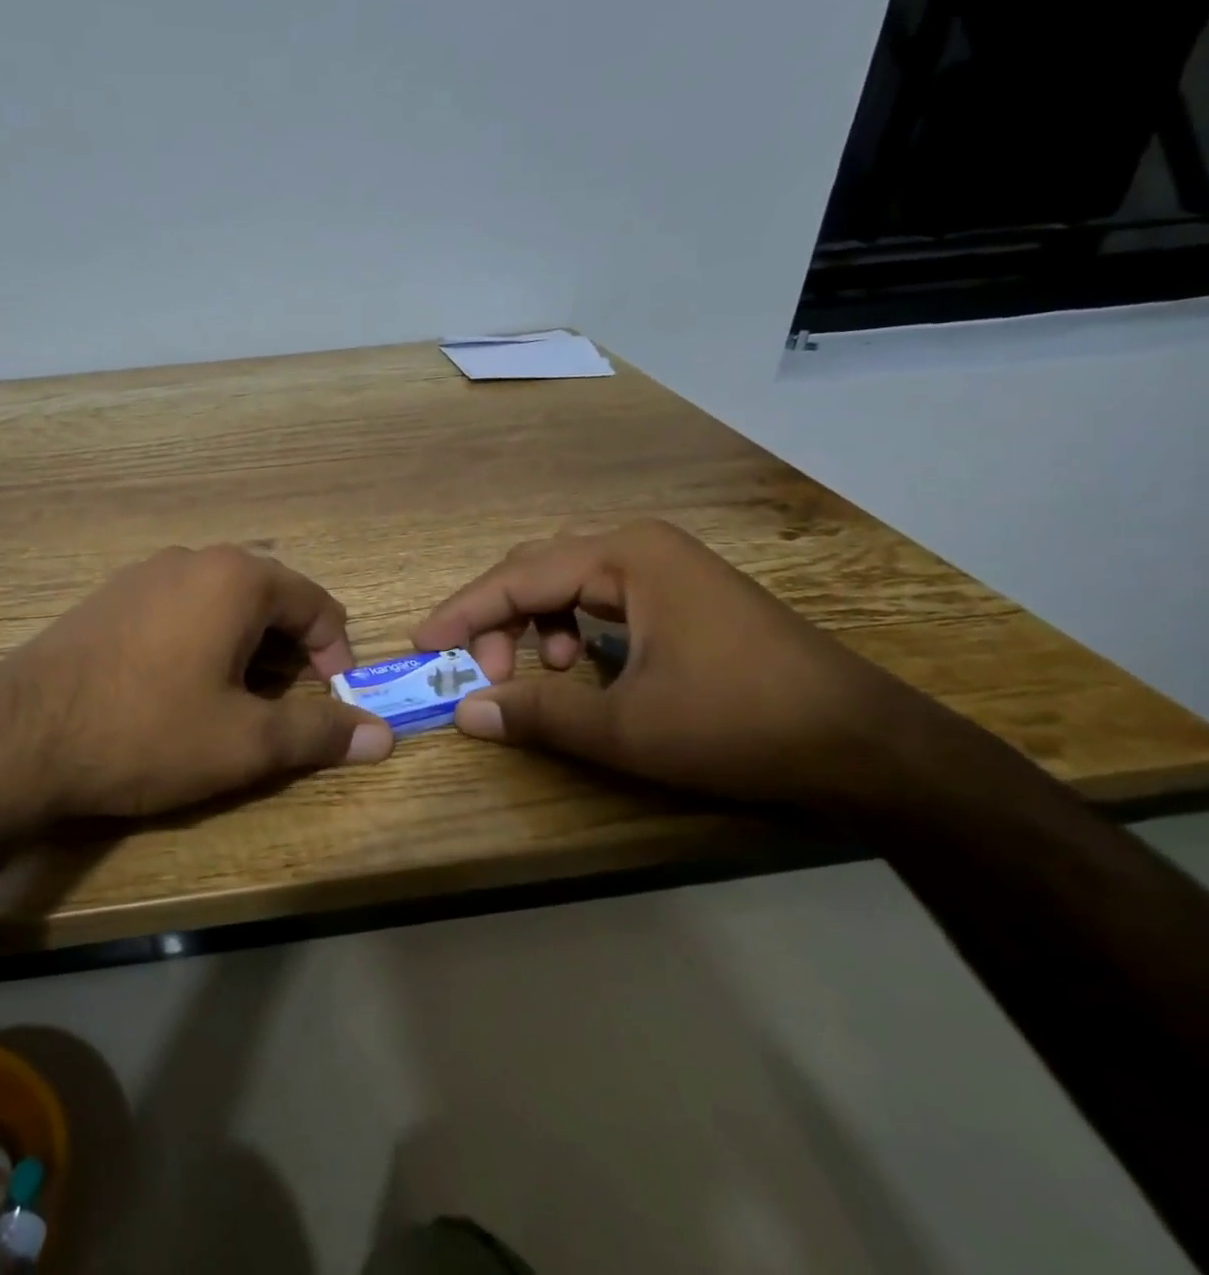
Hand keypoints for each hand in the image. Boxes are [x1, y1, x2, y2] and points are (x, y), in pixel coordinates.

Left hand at [0, 545, 392, 822]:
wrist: (18, 737)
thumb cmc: (147, 731)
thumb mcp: (244, 742)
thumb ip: (318, 732)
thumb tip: (383, 736)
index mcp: (236, 578)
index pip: (316, 603)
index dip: (336, 654)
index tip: (335, 700)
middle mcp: (192, 559)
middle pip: (268, 598)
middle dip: (288, 651)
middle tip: (284, 706)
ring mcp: (143, 573)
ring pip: (220, 603)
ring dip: (244, 646)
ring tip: (234, 700)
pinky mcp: (108, 597)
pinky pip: (178, 609)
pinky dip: (200, 641)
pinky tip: (177, 687)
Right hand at [411, 519, 925, 805]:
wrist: (868, 745)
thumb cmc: (740, 725)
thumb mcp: (627, 727)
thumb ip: (538, 714)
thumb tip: (464, 713)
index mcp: (624, 557)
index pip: (517, 577)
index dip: (463, 612)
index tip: (422, 643)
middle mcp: (639, 546)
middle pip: (537, 568)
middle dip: (498, 617)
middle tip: (483, 672)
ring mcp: (665, 566)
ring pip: (567, 580)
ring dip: (535, 622)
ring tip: (543, 673)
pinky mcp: (682, 592)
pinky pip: (600, 595)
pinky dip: (572, 626)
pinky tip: (584, 666)